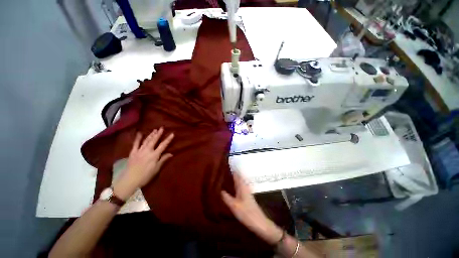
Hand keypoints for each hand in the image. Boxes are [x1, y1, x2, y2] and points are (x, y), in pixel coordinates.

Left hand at [113, 127, 173, 199]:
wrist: (129, 180)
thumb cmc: (145, 176)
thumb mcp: (156, 169)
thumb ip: (163, 160)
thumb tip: (171, 153)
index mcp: (154, 155)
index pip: (163, 145)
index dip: (168, 139)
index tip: (172, 134)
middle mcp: (147, 151)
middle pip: (154, 140)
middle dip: (158, 134)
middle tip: (162, 128)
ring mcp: (139, 151)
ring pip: (146, 140)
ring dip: (151, 134)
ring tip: (155, 130)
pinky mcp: (133, 152)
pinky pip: (135, 144)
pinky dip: (138, 138)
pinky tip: (140, 133)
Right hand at [221, 172, 282, 244]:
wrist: (259, 223)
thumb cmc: (246, 213)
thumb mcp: (234, 206)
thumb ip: (226, 197)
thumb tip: (219, 189)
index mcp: (242, 186)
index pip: (236, 174)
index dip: (231, 169)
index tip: (225, 165)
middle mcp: (244, 186)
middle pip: (237, 177)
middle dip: (231, 173)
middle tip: (222, 170)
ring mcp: (246, 191)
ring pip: (238, 182)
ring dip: (232, 179)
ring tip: (224, 177)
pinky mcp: (246, 197)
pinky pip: (239, 187)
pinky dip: (234, 185)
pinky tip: (230, 187)